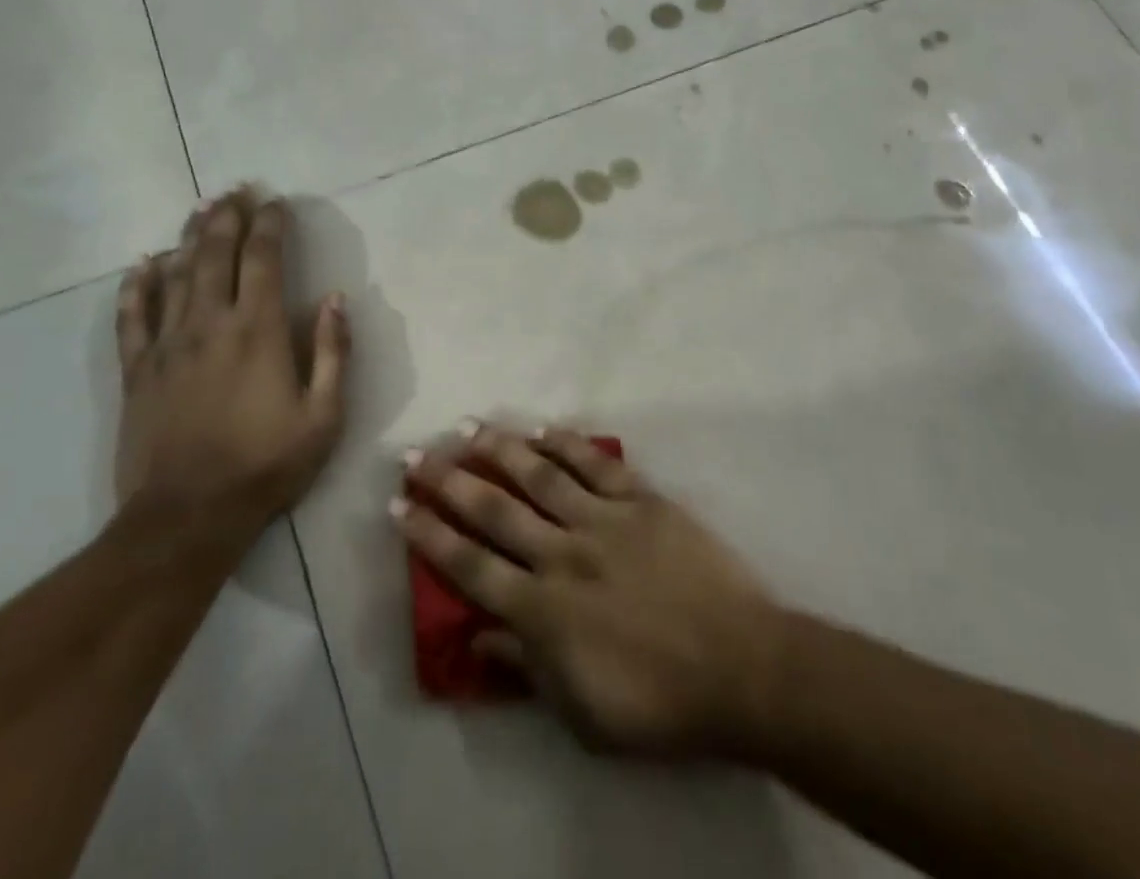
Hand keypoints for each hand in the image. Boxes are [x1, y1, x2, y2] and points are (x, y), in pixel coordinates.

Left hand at [115, 190, 348, 526]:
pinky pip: (132, 316)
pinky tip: (143, 263)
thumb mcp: (323, 416)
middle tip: (236, 190)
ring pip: (175, 274)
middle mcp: (209, 323)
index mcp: (257, 330)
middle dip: (228, 216)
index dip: (269, 224)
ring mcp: (167, 345)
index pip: (262, 258)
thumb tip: (335, 299)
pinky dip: (137, 285)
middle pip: (214, 253)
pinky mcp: (137, 370)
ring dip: (190, 236)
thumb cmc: (266, 465)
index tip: (276, 202)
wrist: (187, 517)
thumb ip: (332, 352)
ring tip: (202, 209)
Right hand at [394, 422, 777, 755]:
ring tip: (468, 427)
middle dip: (450, 481)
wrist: (739, 667)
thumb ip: (526, 667)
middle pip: (495, 510)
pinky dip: (568, 443)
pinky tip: (544, 429)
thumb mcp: (581, 711)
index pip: (471, 566)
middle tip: (416, 455)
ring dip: (501, 448)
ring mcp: (603, 520)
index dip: (431, 535)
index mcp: (543, 610)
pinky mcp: (642, 500)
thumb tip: (477, 635)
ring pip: (540, 475)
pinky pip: (597, 465)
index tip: (400, 506)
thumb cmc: (658, 703)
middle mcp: (563, 554)